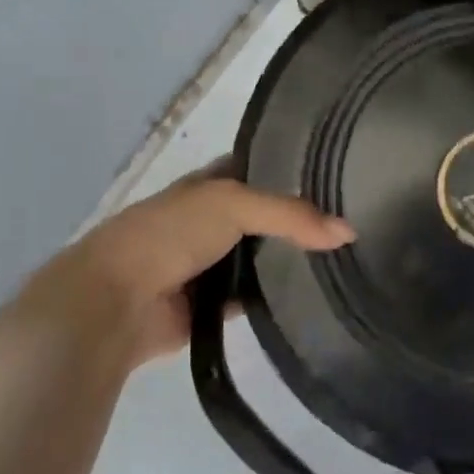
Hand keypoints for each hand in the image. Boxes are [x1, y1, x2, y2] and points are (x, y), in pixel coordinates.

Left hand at [20, 168, 353, 369]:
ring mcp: (213, 263)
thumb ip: (291, 215)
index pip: (263, 169)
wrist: (115, 301)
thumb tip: (349, 232)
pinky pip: (255, 296)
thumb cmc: (169, 234)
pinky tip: (316, 295)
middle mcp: (214, 219)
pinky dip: (277, 296)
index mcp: (211, 184)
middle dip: (303, 219)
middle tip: (358, 220)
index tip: (343, 173)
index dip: (296, 169)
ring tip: (348, 258)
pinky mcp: (214, 305)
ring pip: (264, 257)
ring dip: (292, 260)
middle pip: (268, 215)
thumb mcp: (232, 204)